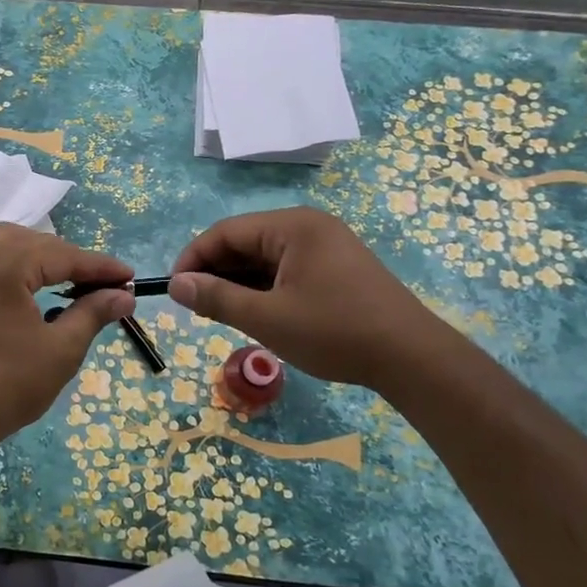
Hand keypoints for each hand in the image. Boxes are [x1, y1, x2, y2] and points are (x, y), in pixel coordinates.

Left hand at [0, 225, 133, 445]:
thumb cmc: (10, 384)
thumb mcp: (62, 349)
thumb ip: (93, 313)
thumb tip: (124, 296)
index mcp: (5, 267)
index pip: (63, 255)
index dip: (100, 266)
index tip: (130, 278)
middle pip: (38, 244)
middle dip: (74, 260)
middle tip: (106, 286)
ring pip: (13, 245)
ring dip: (45, 258)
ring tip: (72, 281)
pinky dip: (21, 266)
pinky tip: (38, 287)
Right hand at [169, 207, 443, 389]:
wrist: (412, 359)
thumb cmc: (335, 332)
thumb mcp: (267, 318)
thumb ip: (216, 298)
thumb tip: (175, 285)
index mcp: (292, 227)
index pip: (225, 232)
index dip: (193, 259)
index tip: (174, 290)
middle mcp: (308, 227)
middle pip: (244, 242)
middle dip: (215, 273)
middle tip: (195, 308)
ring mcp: (325, 247)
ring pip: (264, 259)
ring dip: (237, 283)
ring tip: (219, 315)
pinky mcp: (336, 269)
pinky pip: (285, 270)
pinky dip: (263, 289)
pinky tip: (252, 313)